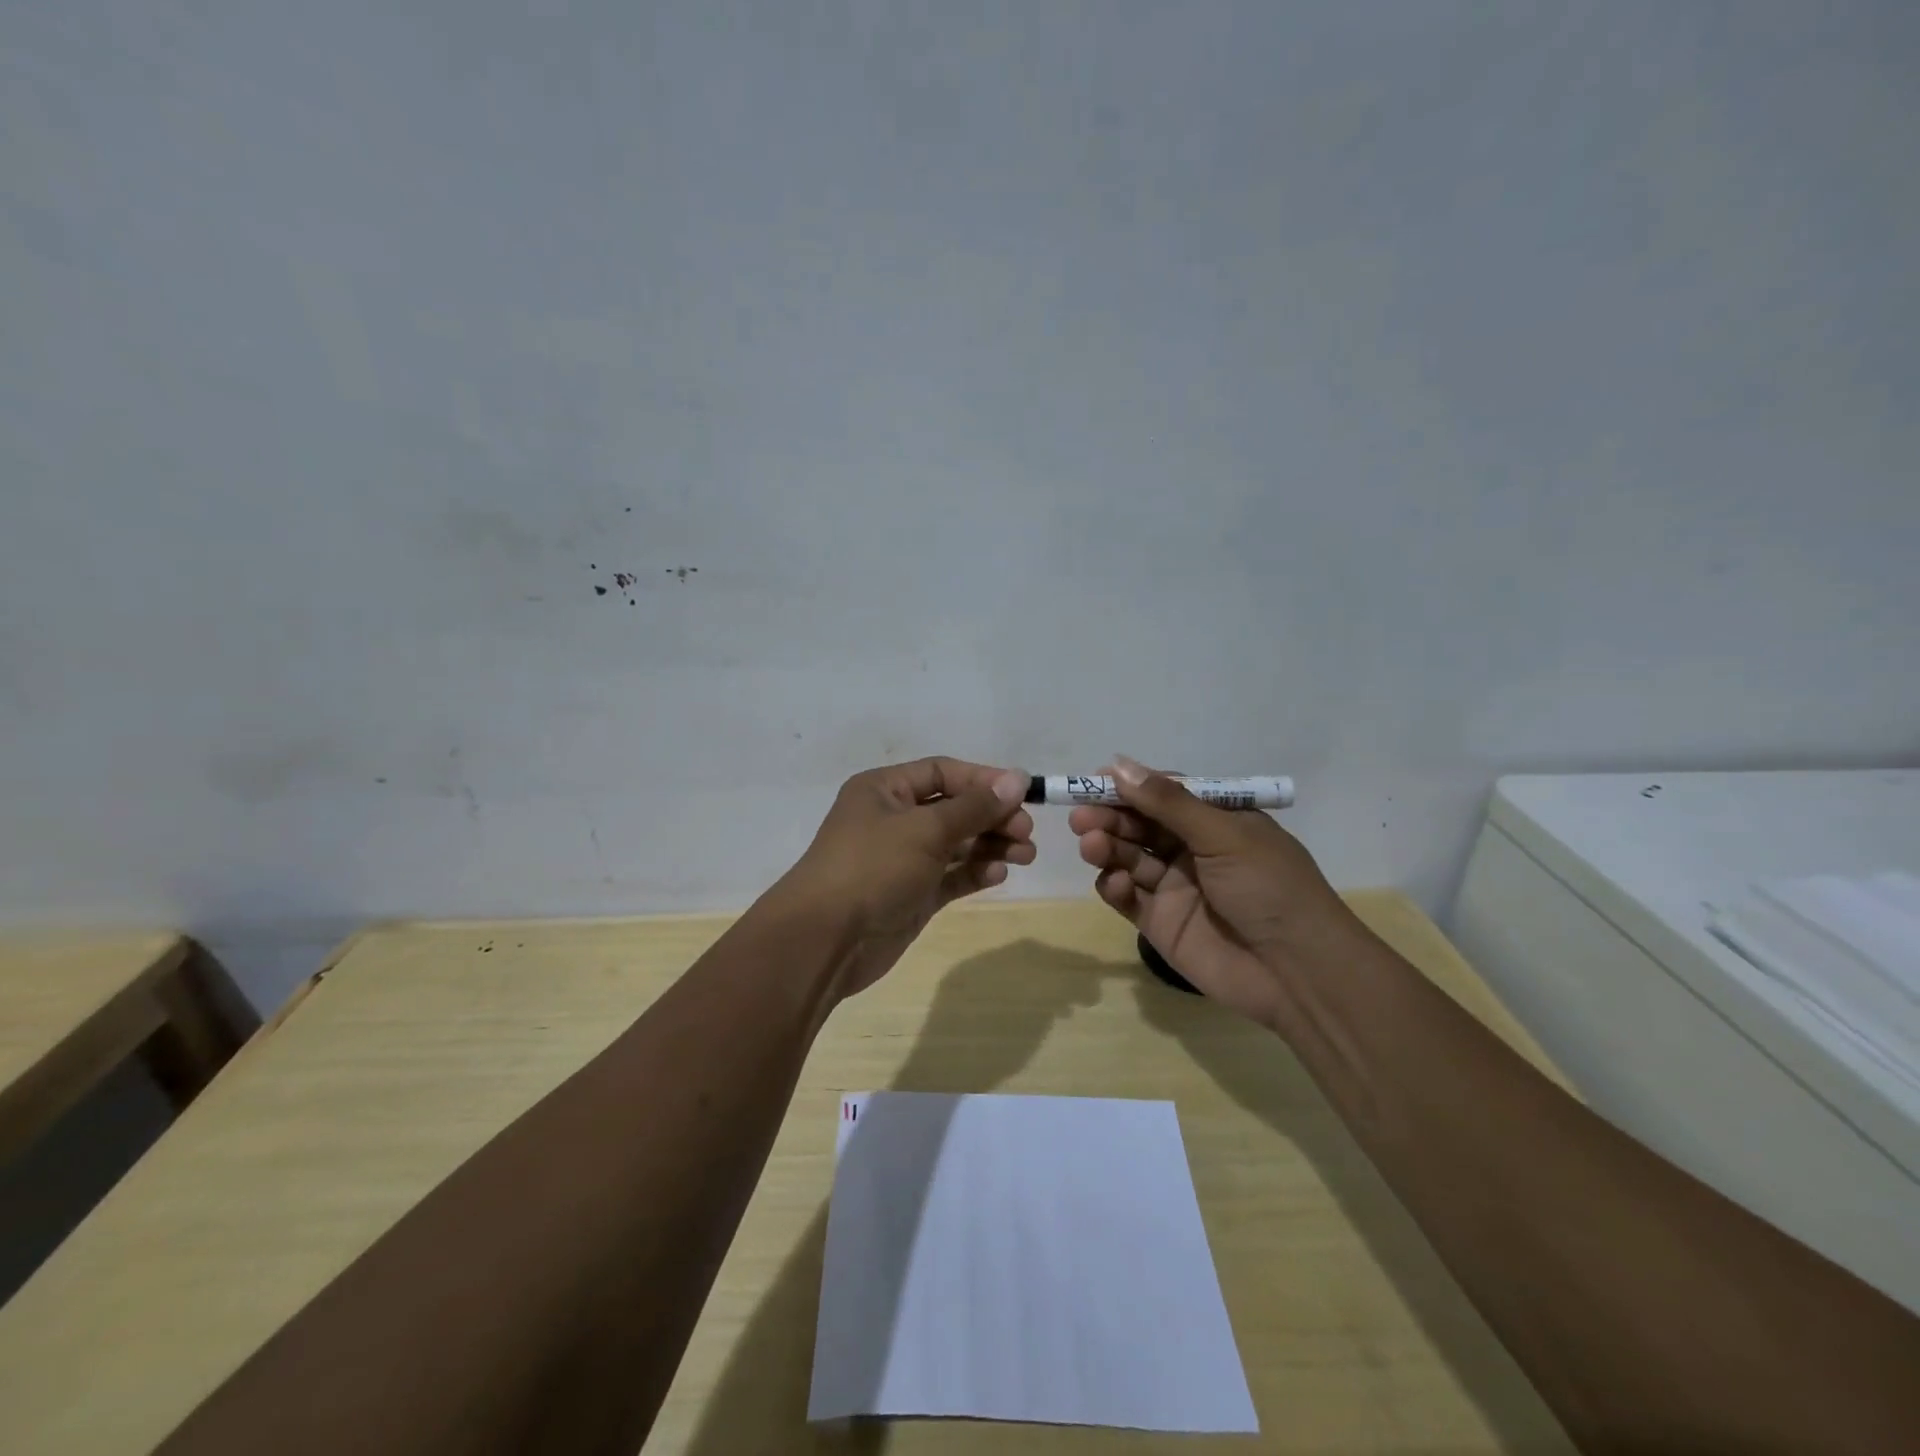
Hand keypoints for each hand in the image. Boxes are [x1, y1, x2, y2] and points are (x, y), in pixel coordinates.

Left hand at [775, 757, 1033, 998]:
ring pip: (955, 844)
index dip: (983, 780)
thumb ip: (974, 806)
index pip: (942, 772)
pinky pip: (950, 876)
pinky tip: (998, 874)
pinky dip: (974, 872)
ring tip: (1026, 855)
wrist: (826, 940)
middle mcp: (893, 819)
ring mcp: (902, 859)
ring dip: (990, 845)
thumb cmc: (873, 867)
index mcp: (885, 790)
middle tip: (1026, 831)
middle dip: (992, 816)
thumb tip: (1016, 777)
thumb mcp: (925, 829)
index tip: (1023, 793)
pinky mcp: (912, 894)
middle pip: (953, 808)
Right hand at [1070, 756, 1364, 1025]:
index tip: (1094, 781)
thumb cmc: (1269, 887)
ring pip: (1128, 857)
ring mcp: (1174, 887)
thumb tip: (1118, 765)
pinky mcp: (1160, 922)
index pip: (1164, 794)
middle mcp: (1193, 849)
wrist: (1297, 972)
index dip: (1130, 786)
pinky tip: (1114, 882)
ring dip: (1107, 847)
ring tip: (1092, 844)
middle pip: (1140, 825)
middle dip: (1110, 817)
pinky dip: (1113, 886)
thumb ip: (1168, 802)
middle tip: (1081, 817)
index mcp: (1217, 821)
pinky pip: (1126, 896)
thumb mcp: (1224, 835)